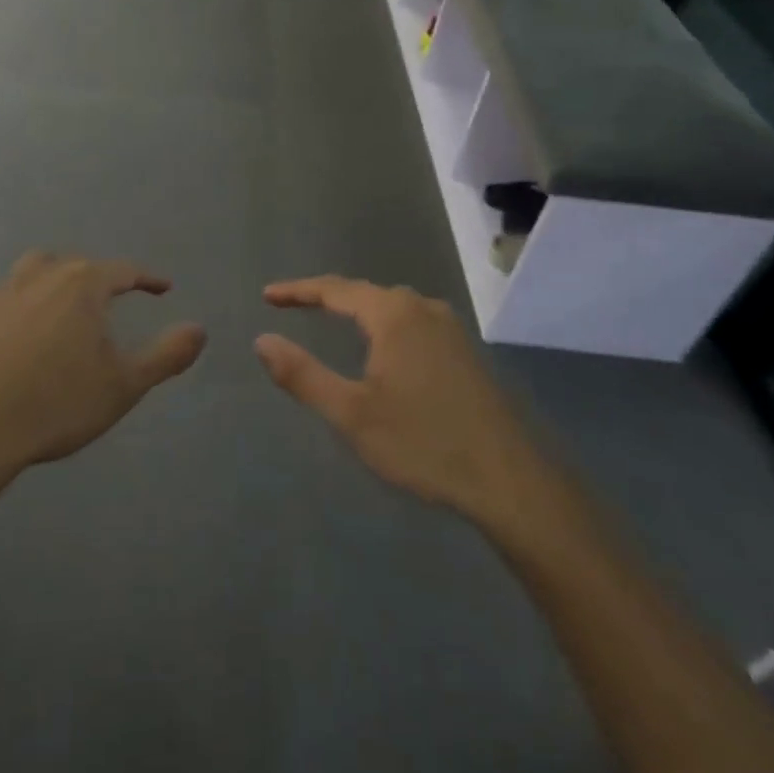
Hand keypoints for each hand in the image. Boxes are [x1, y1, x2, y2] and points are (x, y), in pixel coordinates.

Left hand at [0, 252, 206, 477]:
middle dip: (100, 277)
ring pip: (36, 270)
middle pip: (77, 264)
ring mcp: (2, 294)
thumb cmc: (58, 404)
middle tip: (115, 298)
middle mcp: (41, 276)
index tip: (163, 287)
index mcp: (81, 284)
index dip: (148, 279)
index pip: (123, 271)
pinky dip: (26, 302)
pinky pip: (8, 296)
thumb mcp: (125, 384)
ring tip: (66, 303)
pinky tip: (25, 330)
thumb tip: (200, 330)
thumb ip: (167, 355)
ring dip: (57, 279)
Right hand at [256, 276, 557, 536]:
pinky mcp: (466, 353)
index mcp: (394, 315)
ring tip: (330, 319)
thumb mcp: (351, 414)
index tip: (267, 296)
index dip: (298, 291)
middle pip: (364, 292)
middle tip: (293, 305)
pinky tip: (381, 348)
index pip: (335, 290)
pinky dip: (383, 325)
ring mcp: (451, 330)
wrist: (511, 482)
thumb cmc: (424, 444)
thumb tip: (262, 341)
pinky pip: (412, 323)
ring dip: (357, 309)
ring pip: (392, 307)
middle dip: (326, 297)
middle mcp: (424, 309)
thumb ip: (303, 375)